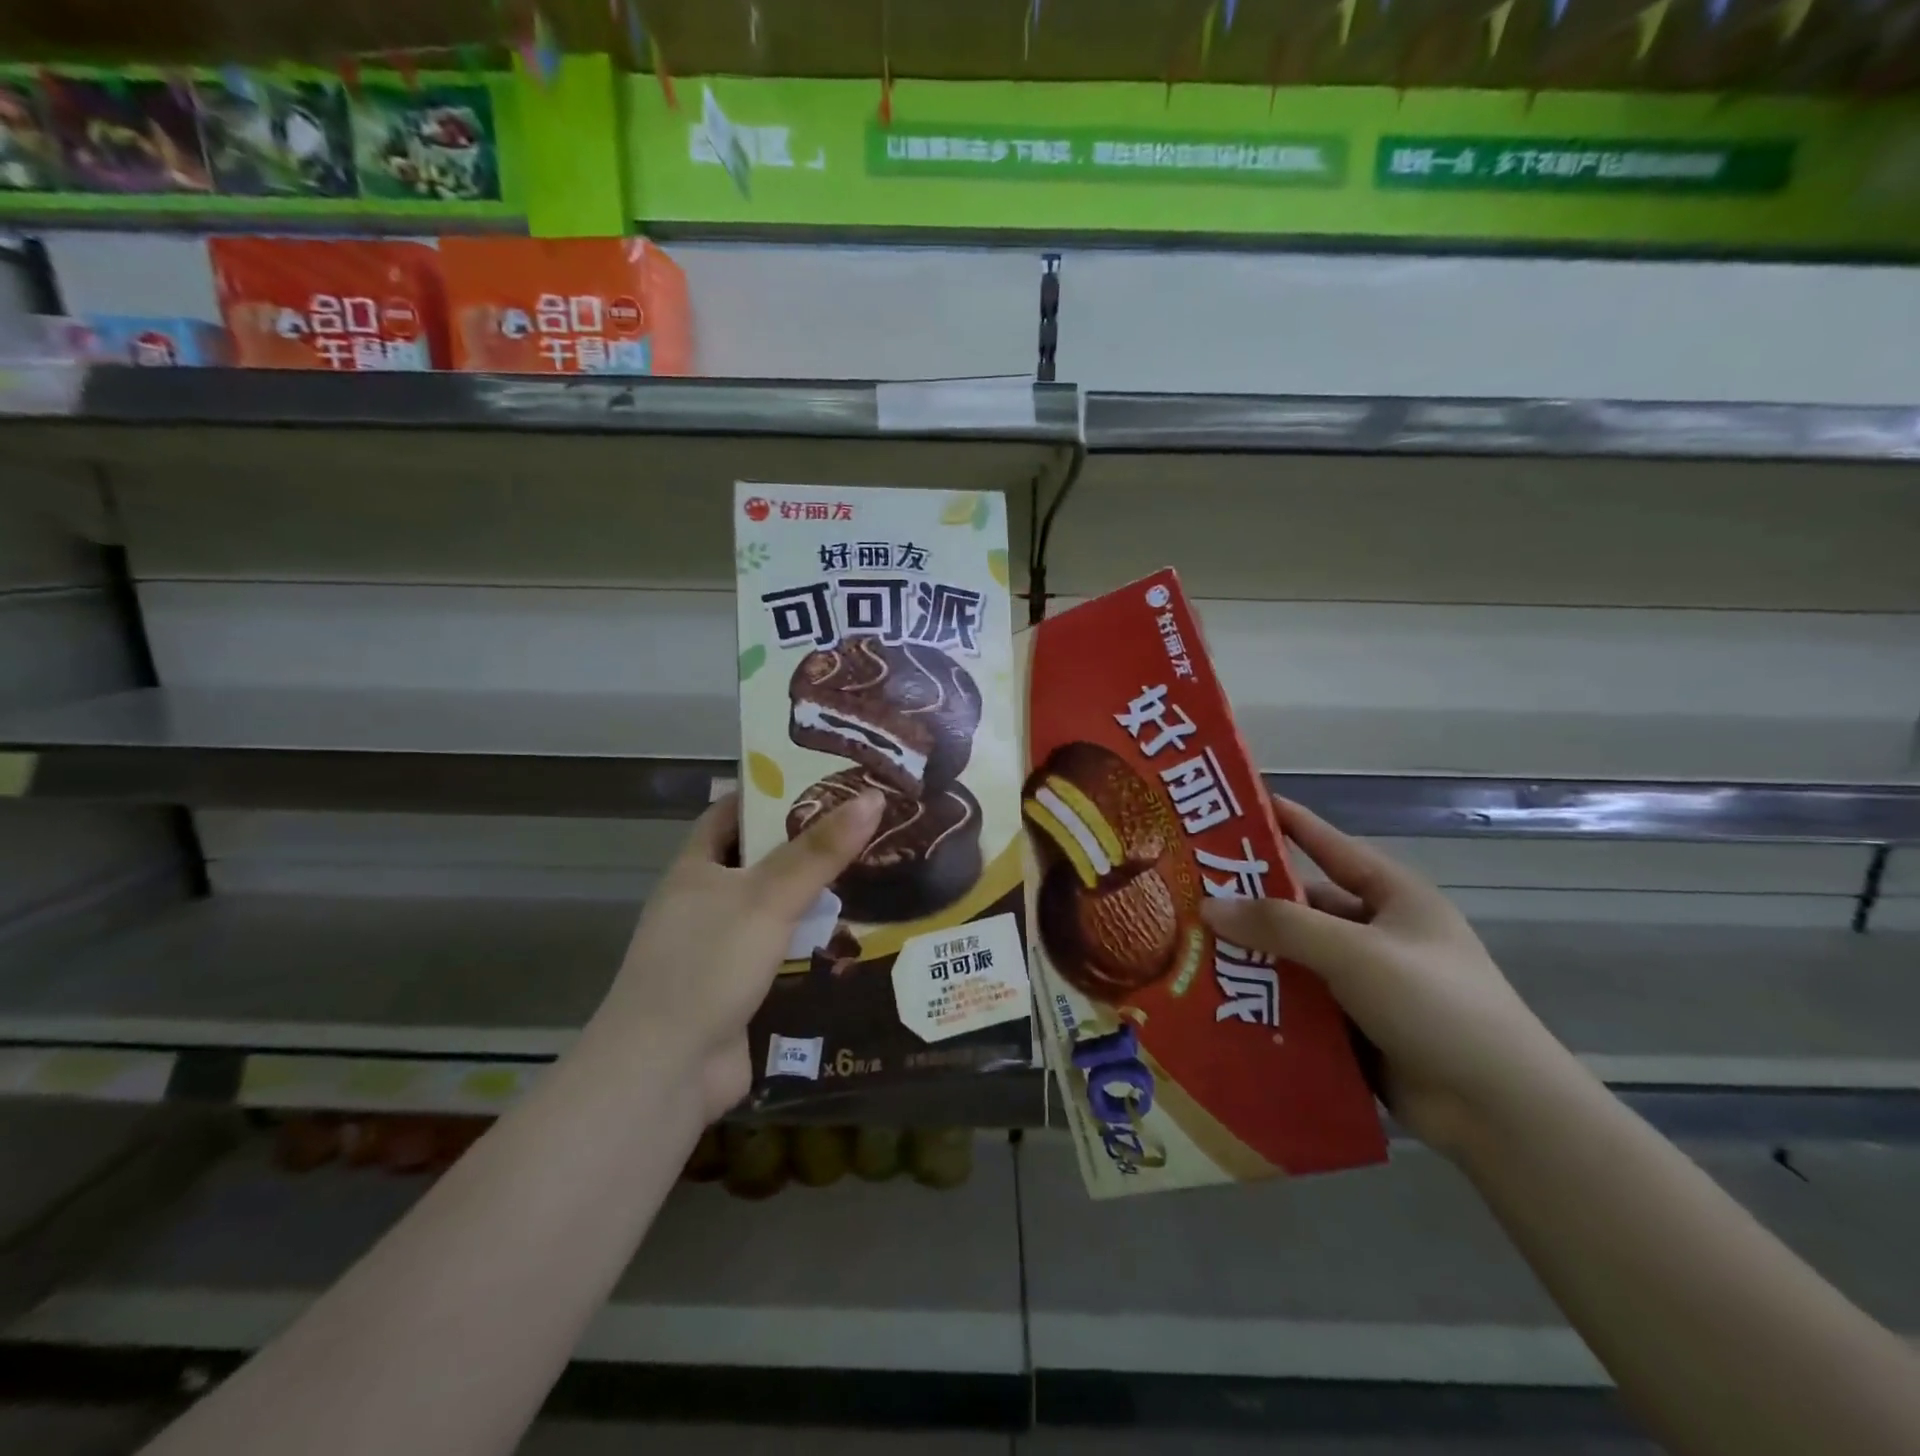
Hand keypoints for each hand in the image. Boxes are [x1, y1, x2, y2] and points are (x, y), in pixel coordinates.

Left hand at [591, 789, 884, 1124]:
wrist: (666, 1070)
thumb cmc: (708, 964)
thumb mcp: (768, 897)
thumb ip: (820, 851)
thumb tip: (873, 797)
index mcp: (695, 869)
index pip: (731, 813)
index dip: (770, 792)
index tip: (822, 780)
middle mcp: (705, 903)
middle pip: (762, 861)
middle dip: (808, 846)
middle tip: (866, 826)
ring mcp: (721, 949)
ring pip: (777, 910)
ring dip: (816, 898)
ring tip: (876, 872)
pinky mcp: (741, 988)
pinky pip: (785, 953)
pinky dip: (814, 943)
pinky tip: (858, 935)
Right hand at [1201, 797, 1571, 1154]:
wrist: (1499, 1111)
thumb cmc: (1435, 1005)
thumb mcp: (1355, 952)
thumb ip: (1281, 925)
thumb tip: (1207, 906)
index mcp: (1392, 896)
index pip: (1329, 844)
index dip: (1287, 822)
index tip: (1238, 805)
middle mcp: (1377, 931)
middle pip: (1303, 906)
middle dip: (1251, 903)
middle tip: (1189, 894)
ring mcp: (1366, 981)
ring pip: (1296, 956)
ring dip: (1253, 955)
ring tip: (1191, 948)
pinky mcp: (1354, 1025)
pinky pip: (1299, 1000)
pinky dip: (1265, 998)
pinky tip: (1220, 999)